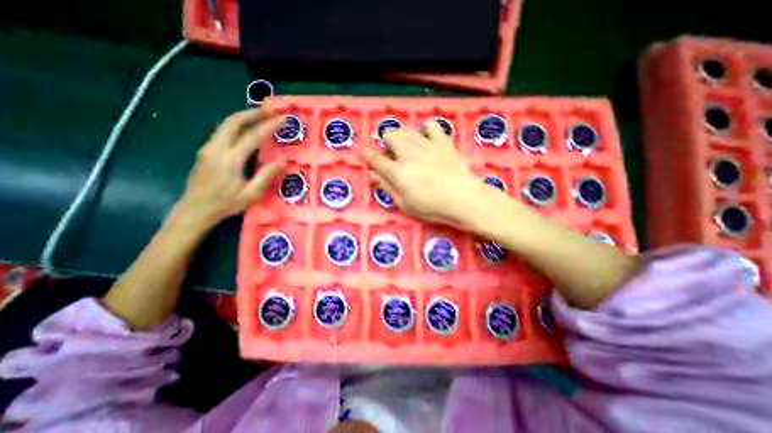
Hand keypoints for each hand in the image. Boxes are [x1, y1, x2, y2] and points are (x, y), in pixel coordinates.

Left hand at [175, 109, 286, 228]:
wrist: (196, 209)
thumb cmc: (226, 203)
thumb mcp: (251, 194)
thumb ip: (266, 176)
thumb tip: (281, 160)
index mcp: (230, 160)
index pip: (252, 136)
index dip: (268, 126)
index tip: (282, 119)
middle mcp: (216, 148)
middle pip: (233, 122)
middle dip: (253, 113)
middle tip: (269, 110)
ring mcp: (208, 148)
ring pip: (225, 124)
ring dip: (243, 117)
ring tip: (260, 115)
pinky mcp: (205, 151)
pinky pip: (222, 132)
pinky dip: (236, 125)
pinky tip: (246, 128)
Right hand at [363, 119, 487, 224]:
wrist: (463, 199)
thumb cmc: (432, 207)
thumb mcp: (405, 204)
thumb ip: (387, 187)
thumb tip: (371, 174)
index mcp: (398, 172)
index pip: (376, 159)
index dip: (368, 155)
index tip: (365, 152)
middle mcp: (409, 154)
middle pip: (390, 136)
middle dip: (387, 143)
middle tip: (393, 154)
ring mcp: (426, 145)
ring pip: (406, 129)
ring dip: (402, 136)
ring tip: (407, 147)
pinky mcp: (442, 141)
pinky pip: (431, 125)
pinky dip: (426, 130)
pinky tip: (426, 138)